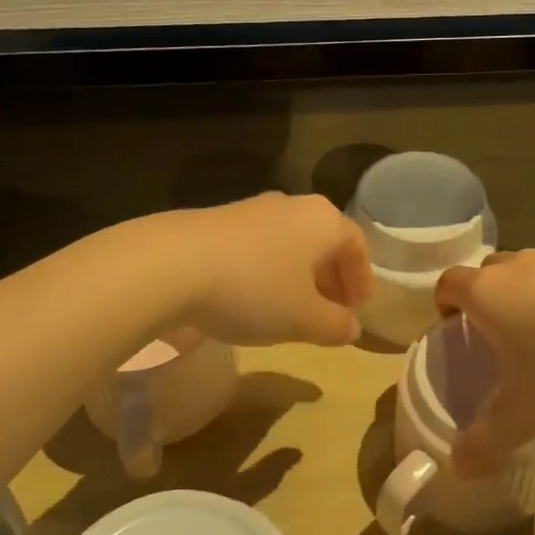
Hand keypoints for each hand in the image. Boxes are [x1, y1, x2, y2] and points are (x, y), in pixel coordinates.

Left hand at [171, 193, 372, 347]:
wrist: (172, 263)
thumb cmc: (254, 288)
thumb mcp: (303, 319)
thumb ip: (335, 325)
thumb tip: (352, 328)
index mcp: (323, 221)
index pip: (357, 245)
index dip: (362, 279)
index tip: (357, 310)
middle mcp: (293, 205)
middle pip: (324, 241)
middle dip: (331, 278)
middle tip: (329, 312)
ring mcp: (253, 209)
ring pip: (290, 242)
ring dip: (298, 275)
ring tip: (289, 309)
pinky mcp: (219, 220)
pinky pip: (259, 245)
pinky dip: (268, 270)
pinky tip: (251, 298)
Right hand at [434, 250, 534, 475]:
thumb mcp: (524, 414)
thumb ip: (486, 442)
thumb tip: (457, 470)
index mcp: (489, 293)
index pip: (449, 283)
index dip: (444, 303)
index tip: (454, 328)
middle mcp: (520, 267)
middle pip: (489, 271)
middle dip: (487, 296)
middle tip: (498, 336)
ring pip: (531, 271)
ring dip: (529, 294)